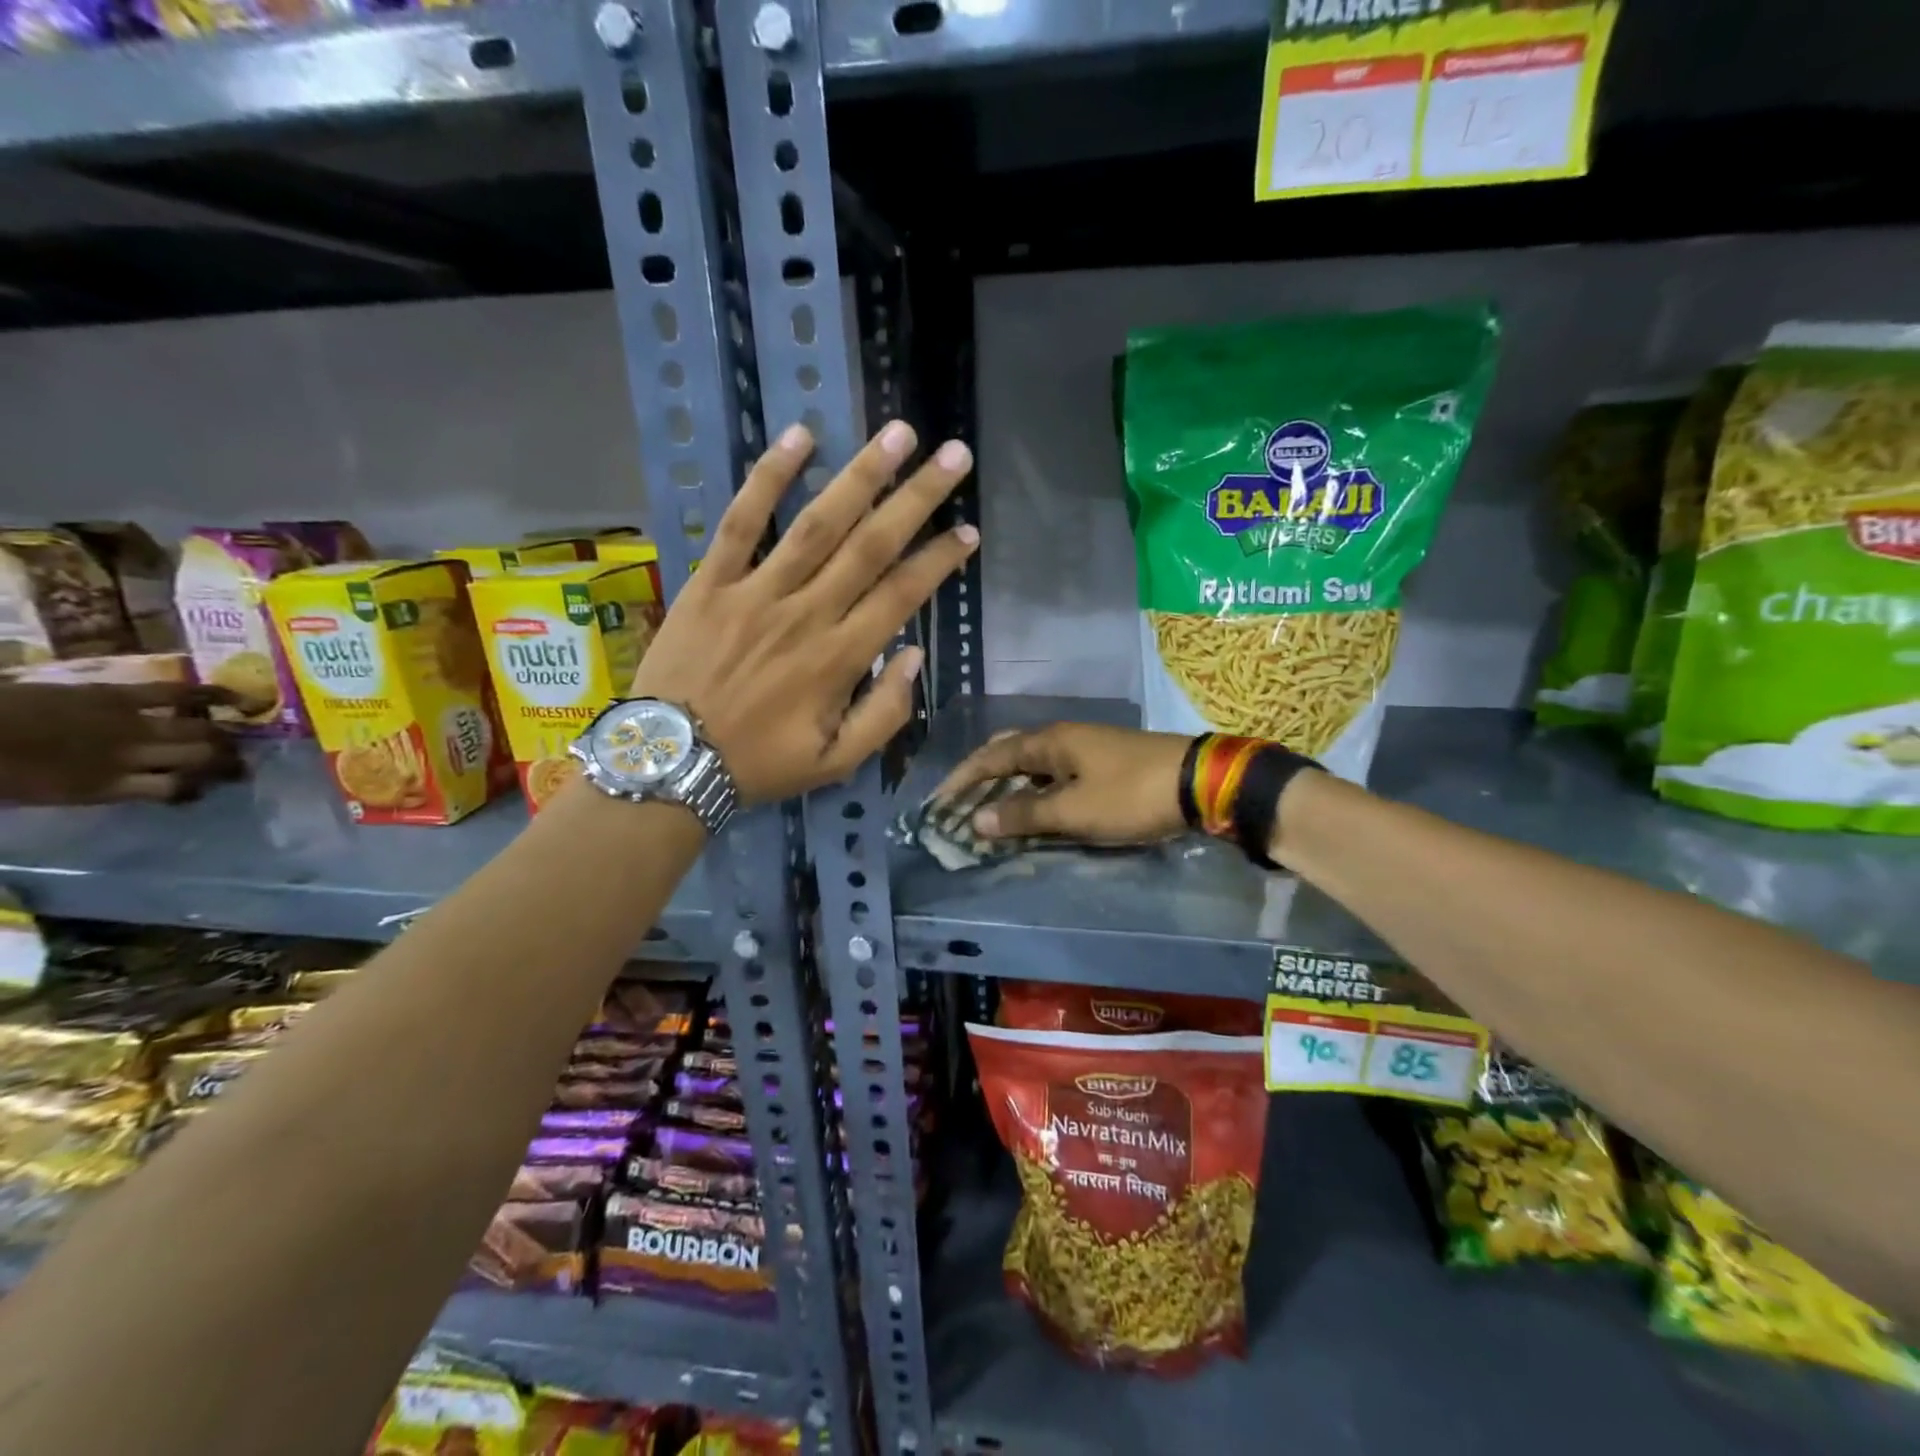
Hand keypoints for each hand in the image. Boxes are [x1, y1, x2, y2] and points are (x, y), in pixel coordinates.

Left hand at [0, 682, 242, 805]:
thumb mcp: (46, 794)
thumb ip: (98, 788)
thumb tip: (139, 784)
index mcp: (106, 788)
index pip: (178, 790)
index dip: (197, 789)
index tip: (203, 790)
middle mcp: (130, 758)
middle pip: (199, 758)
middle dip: (226, 762)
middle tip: (241, 766)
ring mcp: (128, 724)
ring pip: (198, 731)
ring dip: (225, 736)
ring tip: (242, 739)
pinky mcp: (119, 695)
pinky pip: (176, 694)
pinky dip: (212, 696)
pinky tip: (240, 701)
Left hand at [630, 420, 977, 805]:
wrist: (670, 763)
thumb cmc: (759, 764)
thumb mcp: (836, 762)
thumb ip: (885, 714)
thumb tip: (915, 656)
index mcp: (840, 659)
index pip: (902, 594)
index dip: (939, 560)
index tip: (968, 531)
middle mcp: (806, 614)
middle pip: (871, 545)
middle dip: (918, 498)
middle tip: (954, 456)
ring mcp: (756, 592)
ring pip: (817, 523)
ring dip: (860, 475)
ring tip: (897, 434)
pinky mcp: (711, 581)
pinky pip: (741, 521)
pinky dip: (768, 478)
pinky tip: (799, 437)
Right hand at [933, 722, 1191, 843]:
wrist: (1200, 782)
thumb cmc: (1130, 794)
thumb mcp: (1073, 810)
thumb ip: (1024, 815)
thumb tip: (976, 820)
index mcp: (1050, 741)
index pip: (992, 756)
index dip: (963, 778)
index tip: (939, 801)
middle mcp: (1064, 737)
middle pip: (1010, 751)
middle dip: (983, 775)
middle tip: (963, 802)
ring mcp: (1087, 747)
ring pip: (1034, 763)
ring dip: (1010, 785)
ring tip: (993, 810)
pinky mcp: (1106, 762)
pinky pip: (1056, 773)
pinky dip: (1036, 790)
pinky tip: (1038, 809)